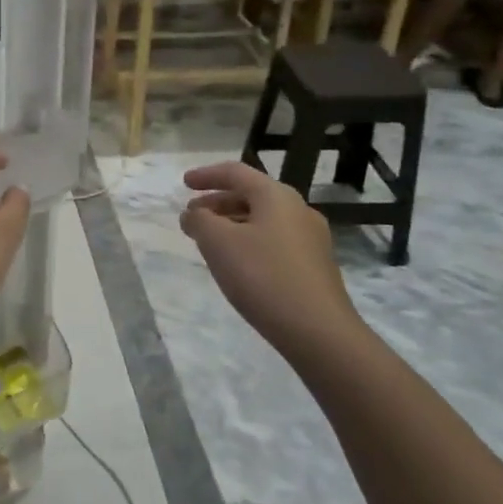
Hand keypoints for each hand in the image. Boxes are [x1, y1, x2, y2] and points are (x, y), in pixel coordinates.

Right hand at [179, 162, 364, 360]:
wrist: (318, 331)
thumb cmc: (263, 276)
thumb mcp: (218, 243)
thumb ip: (199, 220)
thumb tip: (194, 214)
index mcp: (276, 196)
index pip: (236, 172)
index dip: (206, 175)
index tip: (184, 183)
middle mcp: (298, 210)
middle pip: (251, 195)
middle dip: (217, 202)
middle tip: (192, 216)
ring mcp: (311, 239)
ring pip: (263, 219)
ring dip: (232, 223)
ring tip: (209, 241)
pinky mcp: (314, 266)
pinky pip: (274, 240)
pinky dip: (249, 241)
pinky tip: (237, 264)